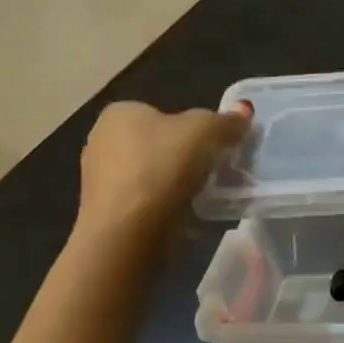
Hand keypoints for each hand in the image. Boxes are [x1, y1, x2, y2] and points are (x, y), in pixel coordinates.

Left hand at [76, 101, 251, 235]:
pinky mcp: (106, 211)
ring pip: (153, 174)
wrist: (128, 231)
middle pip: (159, 144)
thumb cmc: (162, 167)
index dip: (193, 128)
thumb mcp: (206, 132)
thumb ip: (227, 120)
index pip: (163, 112)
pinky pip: (146, 201)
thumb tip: (244, 111)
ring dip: (177, 184)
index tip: (215, 148)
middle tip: (215, 172)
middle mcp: (101, 140)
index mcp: (120, 113)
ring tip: (204, 198)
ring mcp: (99, 178)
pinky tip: (183, 217)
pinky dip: (165, 206)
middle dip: (186, 157)